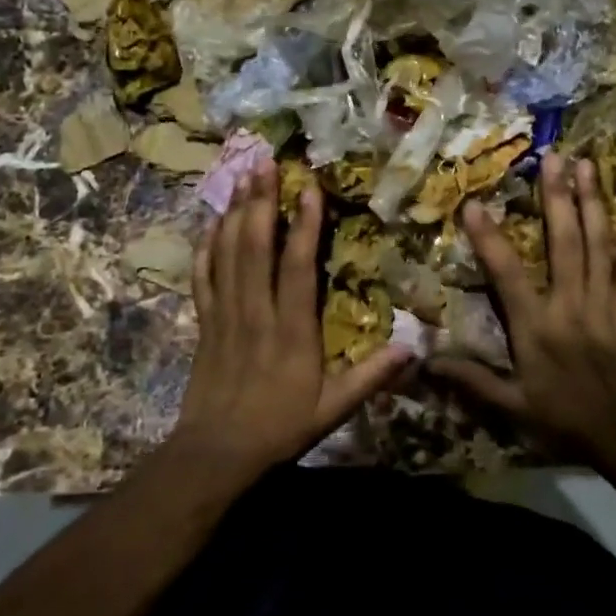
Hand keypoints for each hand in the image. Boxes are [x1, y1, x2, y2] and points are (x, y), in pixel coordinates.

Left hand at [172, 156, 408, 478]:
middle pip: (254, 246)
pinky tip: (212, 222)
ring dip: (235, 212)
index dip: (303, 227)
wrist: (216, 453)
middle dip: (260, 201)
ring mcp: (225, 314)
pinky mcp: (204, 322)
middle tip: (265, 162)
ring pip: (227, 253)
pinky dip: (206, 246)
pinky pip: (202, 276)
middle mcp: (256, 312)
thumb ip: (371, 377)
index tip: (309, 190)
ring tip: (242, 176)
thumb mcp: (333, 409)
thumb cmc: (279, 427)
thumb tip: (412, 349)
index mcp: (291, 331)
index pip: (297, 268)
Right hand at [430, 152, 615, 463]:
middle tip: (553, 156)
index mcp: (536, 326)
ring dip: (593, 202)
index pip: (507, 274)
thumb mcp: (513, 406)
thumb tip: (426, 362)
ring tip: (588, 165)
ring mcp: (605, 302)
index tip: (474, 203)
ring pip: (599, 244)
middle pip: (563, 241)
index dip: (489, 238)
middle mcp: (570, 304)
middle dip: (557, 197)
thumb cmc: (567, 420)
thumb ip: (472, 380)